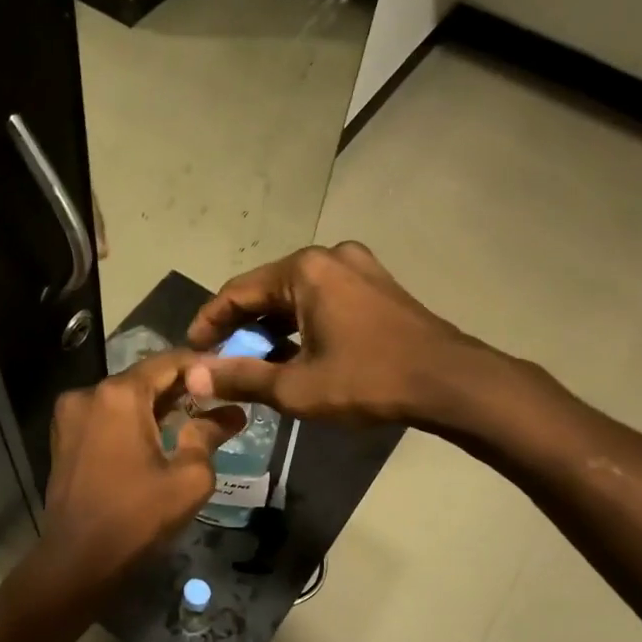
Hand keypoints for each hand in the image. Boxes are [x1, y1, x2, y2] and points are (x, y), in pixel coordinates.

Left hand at [35, 350, 243, 592]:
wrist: (78, 561)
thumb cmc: (138, 517)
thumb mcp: (189, 478)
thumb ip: (209, 436)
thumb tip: (232, 413)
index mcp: (119, 395)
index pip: (168, 362)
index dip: (201, 366)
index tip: (228, 377)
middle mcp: (89, 394)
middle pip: (144, 378)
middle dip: (180, 388)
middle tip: (216, 401)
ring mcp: (70, 416)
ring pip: (123, 398)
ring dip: (155, 406)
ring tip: (192, 420)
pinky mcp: (63, 438)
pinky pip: (105, 417)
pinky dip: (131, 421)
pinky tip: (156, 438)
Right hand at [185, 242, 486, 425]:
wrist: (450, 382)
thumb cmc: (368, 380)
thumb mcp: (296, 386)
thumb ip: (240, 377)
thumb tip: (191, 378)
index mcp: (304, 270)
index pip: (237, 292)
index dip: (208, 323)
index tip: (191, 352)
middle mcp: (329, 256)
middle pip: (267, 291)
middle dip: (241, 328)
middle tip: (221, 361)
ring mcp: (359, 267)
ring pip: (297, 296)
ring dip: (272, 328)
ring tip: (256, 363)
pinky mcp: (378, 285)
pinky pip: (324, 299)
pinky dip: (303, 324)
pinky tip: (297, 353)